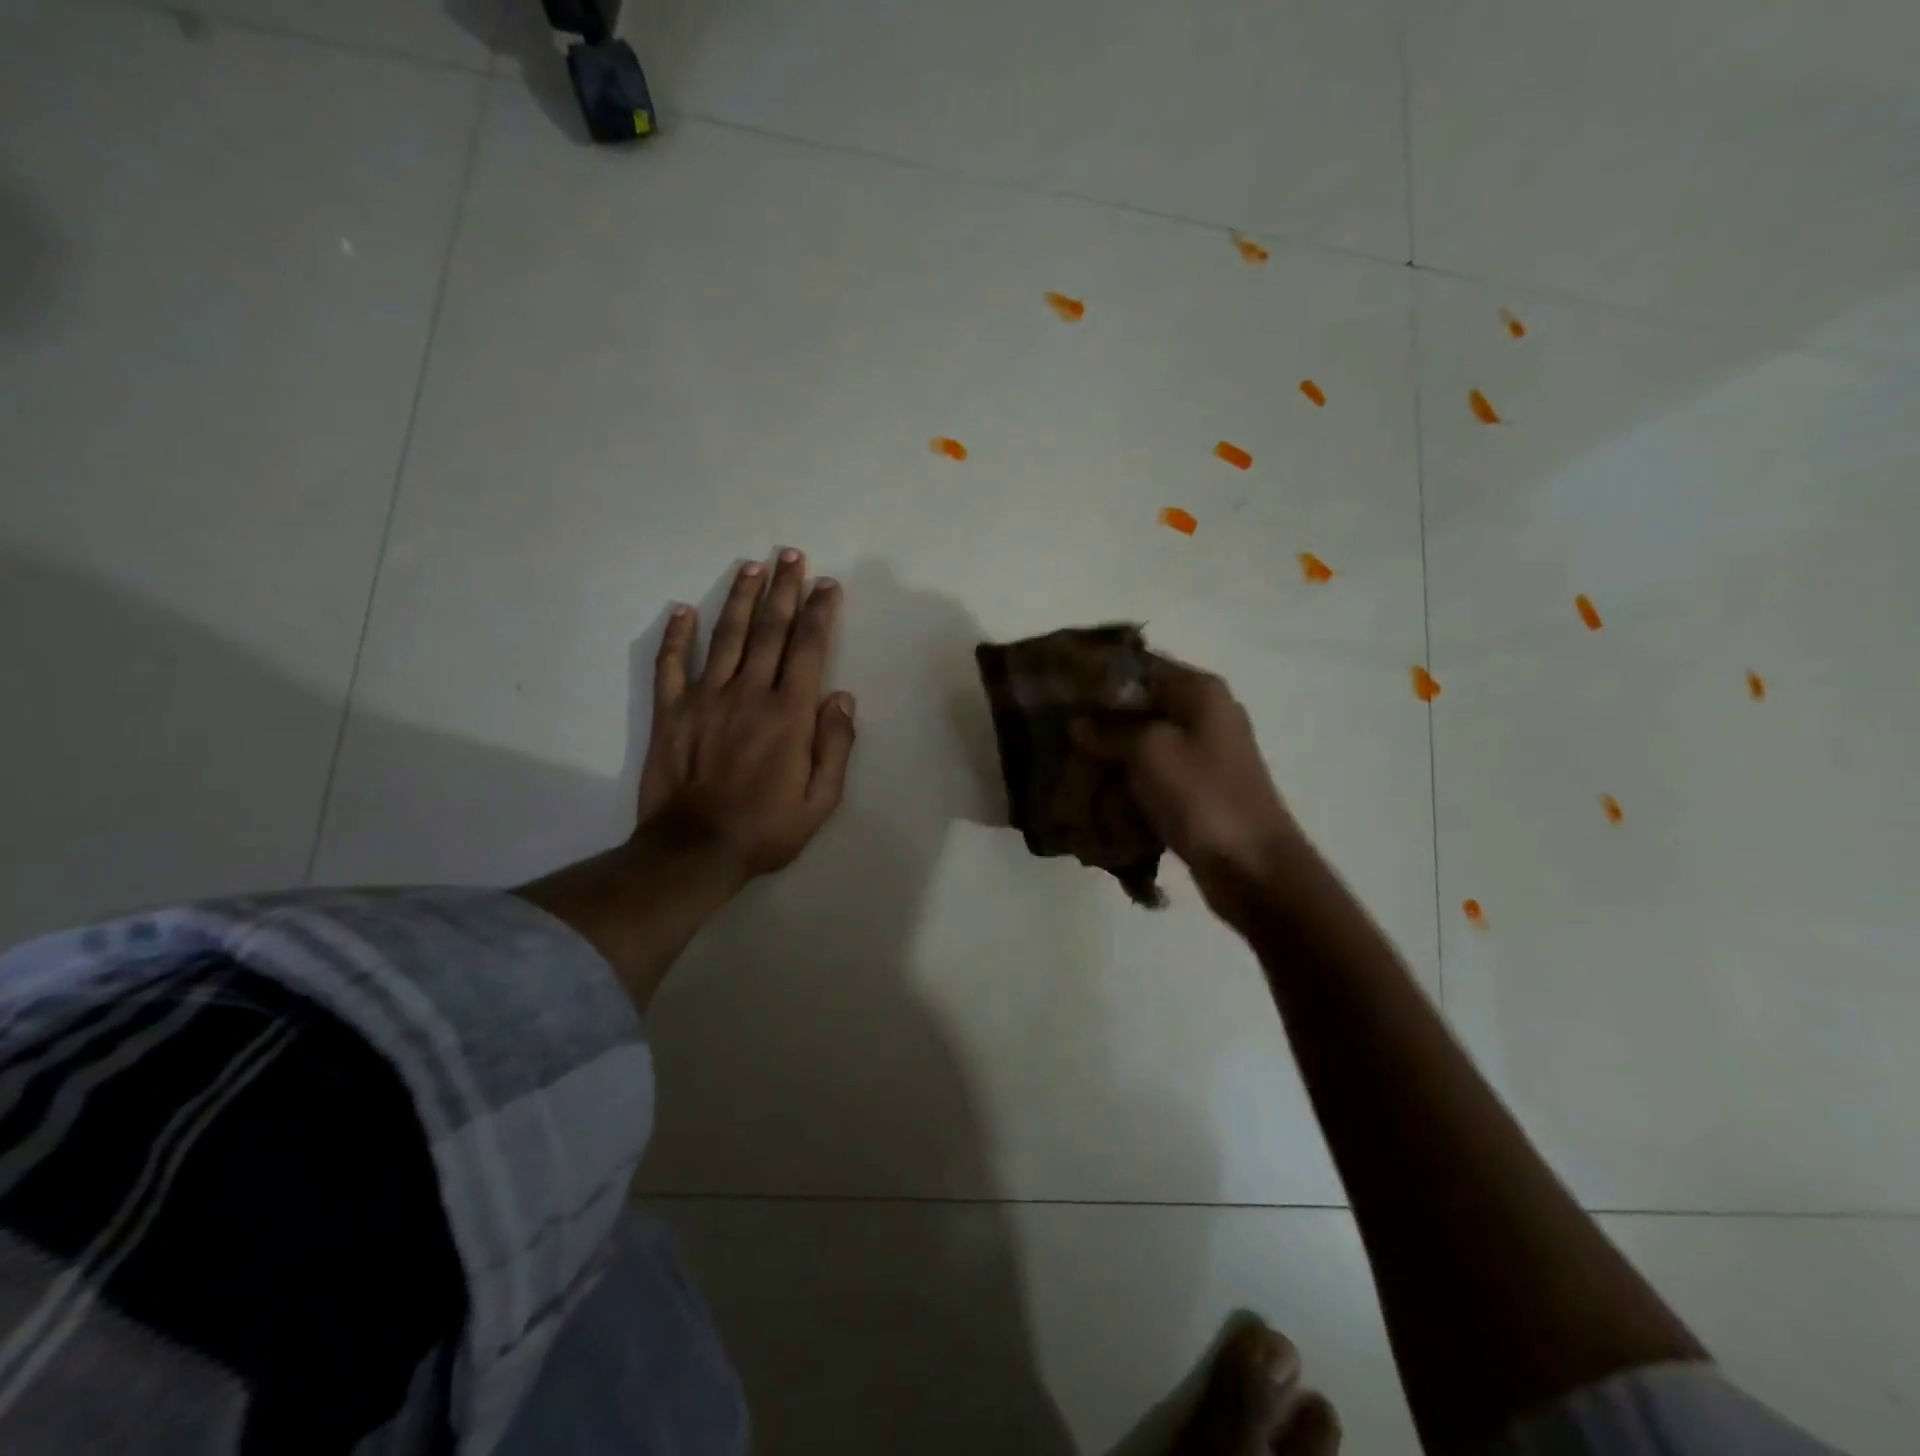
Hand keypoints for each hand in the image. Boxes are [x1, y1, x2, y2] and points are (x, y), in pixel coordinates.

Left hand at [636, 549, 855, 886]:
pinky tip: (684, 610)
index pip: (807, 648)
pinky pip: (671, 665)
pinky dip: (677, 636)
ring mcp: (705, 698)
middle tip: (791, 556)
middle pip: (769, 630)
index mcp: (788, 714)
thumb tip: (842, 698)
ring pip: (727, 636)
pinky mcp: (670, 712)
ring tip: (752, 568)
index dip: (819, 612)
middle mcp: (748, 693)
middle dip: (784, 590)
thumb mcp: (821, 800)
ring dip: (741, 599)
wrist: (695, 851)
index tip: (827, 585)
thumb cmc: (766, 829)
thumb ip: (836, 746)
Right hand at [1076, 658, 1299, 914]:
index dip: (1096, 676)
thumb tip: (1080, 722)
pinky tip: (1098, 793)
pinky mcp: (1197, 787)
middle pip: (1139, 704)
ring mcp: (1203, 752)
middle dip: (1099, 721)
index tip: (1059, 691)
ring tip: (1071, 766)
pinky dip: (1127, 780)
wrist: (1252, 866)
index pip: (1138, 666)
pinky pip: (1152, 772)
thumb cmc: (1201, 796)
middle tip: (1059, 734)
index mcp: (1199, 691)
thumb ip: (1110, 729)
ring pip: (1142, 741)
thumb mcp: (1148, 751)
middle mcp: (1204, 713)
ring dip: (1110, 754)